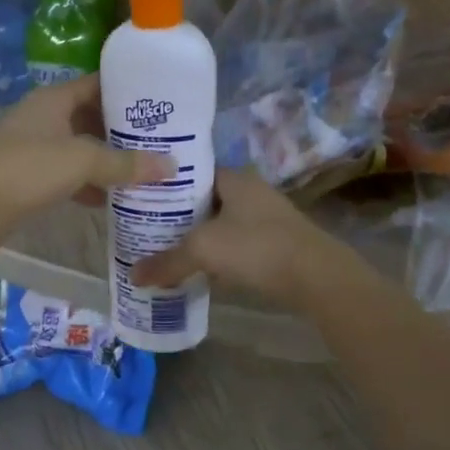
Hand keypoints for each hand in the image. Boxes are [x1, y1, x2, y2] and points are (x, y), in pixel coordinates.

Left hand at [0, 74, 172, 240]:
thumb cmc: (28, 169)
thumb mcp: (82, 161)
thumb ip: (126, 163)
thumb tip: (172, 166)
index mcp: (53, 99)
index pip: (97, 84)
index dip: (127, 90)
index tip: (159, 102)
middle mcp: (43, 116)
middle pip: (90, 116)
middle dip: (122, 130)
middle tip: (160, 140)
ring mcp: (33, 146)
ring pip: (79, 147)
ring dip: (106, 159)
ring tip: (143, 170)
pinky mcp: (27, 176)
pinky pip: (66, 173)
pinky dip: (87, 183)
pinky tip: (110, 200)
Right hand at [129, 169, 343, 309]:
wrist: (316, 277)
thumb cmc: (256, 247)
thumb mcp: (204, 250)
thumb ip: (167, 262)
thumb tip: (133, 275)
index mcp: (233, 178)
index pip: (191, 172)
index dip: (165, 185)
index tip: (140, 199)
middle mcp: (250, 191)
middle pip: (204, 200)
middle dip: (177, 216)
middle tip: (145, 229)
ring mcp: (266, 218)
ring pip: (220, 224)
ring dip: (197, 237)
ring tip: (164, 250)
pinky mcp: (275, 244)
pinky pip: (235, 245)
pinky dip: (217, 255)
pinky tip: (198, 270)